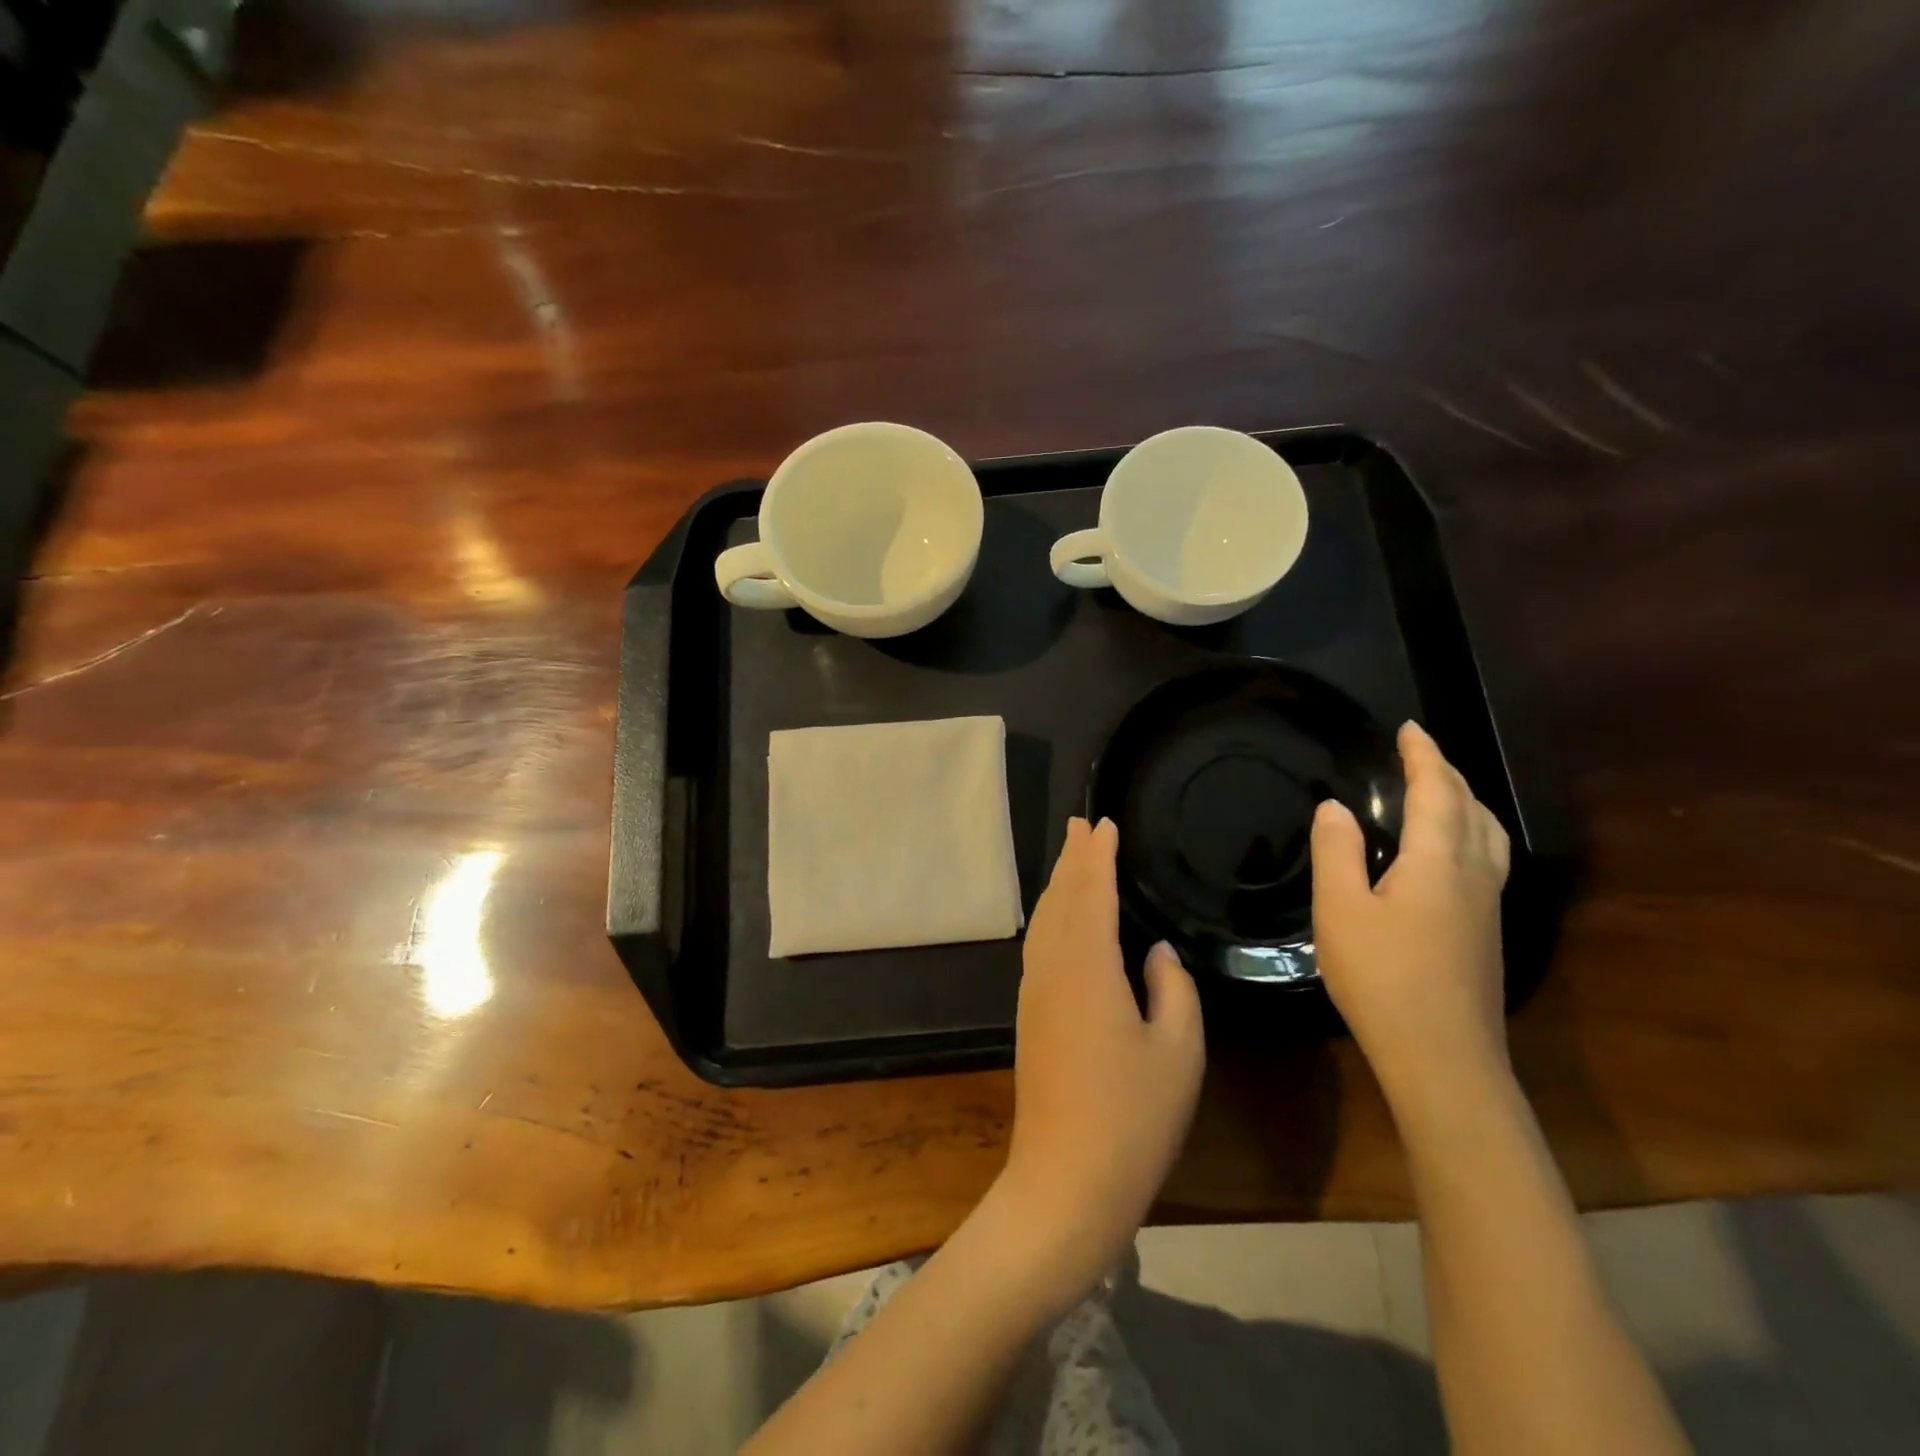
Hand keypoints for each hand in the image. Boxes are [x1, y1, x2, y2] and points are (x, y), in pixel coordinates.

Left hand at [997, 818, 1204, 1305]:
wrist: (1065, 1180)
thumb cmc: (1132, 1116)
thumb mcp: (1178, 1050)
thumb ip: (1173, 987)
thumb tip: (1154, 951)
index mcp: (1088, 965)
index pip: (1091, 892)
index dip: (1097, 855)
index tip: (1103, 823)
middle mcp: (1052, 967)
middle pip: (1060, 898)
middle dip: (1072, 859)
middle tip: (1080, 824)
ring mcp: (1035, 991)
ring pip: (1045, 920)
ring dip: (1059, 884)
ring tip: (1071, 858)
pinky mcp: (1031, 1014)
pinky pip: (1040, 944)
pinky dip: (1052, 916)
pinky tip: (1060, 920)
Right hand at [1311, 721, 1510, 1111]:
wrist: (1442, 1056)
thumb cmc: (1382, 978)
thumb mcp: (1340, 910)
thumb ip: (1337, 852)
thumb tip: (1336, 807)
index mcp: (1438, 860)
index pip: (1436, 791)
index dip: (1423, 756)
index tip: (1410, 728)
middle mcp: (1474, 873)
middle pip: (1470, 807)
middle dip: (1446, 771)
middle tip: (1419, 751)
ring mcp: (1487, 904)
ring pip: (1488, 833)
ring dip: (1466, 800)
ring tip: (1441, 788)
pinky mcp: (1487, 930)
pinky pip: (1487, 857)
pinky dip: (1470, 829)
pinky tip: (1451, 849)